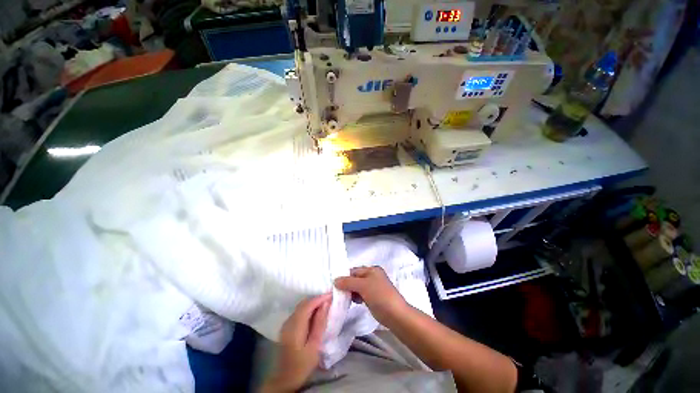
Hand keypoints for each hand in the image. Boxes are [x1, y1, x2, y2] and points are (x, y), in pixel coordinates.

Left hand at [262, 293, 331, 392]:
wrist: (285, 379)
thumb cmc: (302, 364)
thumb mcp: (315, 345)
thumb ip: (320, 323)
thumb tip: (326, 303)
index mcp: (295, 325)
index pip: (309, 304)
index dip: (320, 297)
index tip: (332, 294)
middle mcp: (289, 321)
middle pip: (304, 303)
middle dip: (317, 299)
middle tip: (330, 299)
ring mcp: (286, 323)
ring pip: (301, 306)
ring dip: (312, 303)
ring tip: (325, 305)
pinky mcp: (286, 327)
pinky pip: (298, 311)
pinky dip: (308, 309)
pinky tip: (315, 314)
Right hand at [334, 266, 406, 325]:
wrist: (395, 314)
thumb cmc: (379, 295)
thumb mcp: (363, 286)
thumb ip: (348, 282)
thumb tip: (335, 280)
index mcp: (372, 269)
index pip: (354, 270)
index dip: (344, 276)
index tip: (334, 284)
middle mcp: (372, 276)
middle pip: (355, 278)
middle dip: (347, 285)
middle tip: (337, 292)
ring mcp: (373, 287)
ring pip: (357, 287)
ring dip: (351, 292)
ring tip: (344, 298)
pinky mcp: (373, 297)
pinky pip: (361, 294)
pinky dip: (356, 297)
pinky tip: (353, 301)